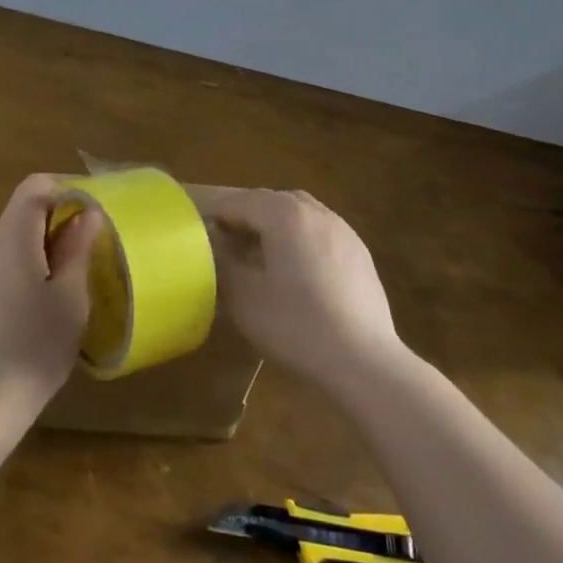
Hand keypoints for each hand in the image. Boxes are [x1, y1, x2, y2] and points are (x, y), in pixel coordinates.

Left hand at [0, 175, 99, 417]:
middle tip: (81, 259)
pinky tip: (26, 310)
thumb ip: (77, 248)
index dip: (64, 190)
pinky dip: (14, 271)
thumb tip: (86, 212)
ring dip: (33, 251)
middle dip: (52, 226)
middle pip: (20, 214)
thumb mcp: (70, 298)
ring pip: (6, 241)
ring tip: (56, 289)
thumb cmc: (34, 347)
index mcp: (10, 235)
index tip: (88, 215)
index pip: (35, 186)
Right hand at [201, 188, 403, 393]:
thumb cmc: (296, 325)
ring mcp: (343, 231)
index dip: (216, 215)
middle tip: (227, 243)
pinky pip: (321, 232)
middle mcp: (316, 212)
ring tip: (262, 256)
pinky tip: (297, 273)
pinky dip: (301, 239)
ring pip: (300, 213)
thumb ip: (223, 263)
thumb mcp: (244, 298)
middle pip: (272, 201)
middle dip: (246, 216)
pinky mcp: (360, 254)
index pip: (239, 201)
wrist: (363, 361)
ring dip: (275, 225)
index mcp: (285, 215)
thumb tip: (213, 246)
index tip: (199, 235)